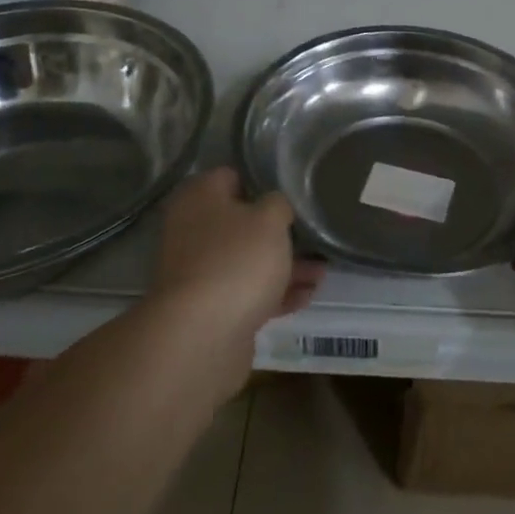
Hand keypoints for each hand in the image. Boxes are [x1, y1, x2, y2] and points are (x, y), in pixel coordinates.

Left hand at [149, 167, 323, 338]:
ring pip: (247, 261)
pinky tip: (307, 296)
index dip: (263, 182)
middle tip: (312, 235)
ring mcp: (200, 272)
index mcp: (199, 198)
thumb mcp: (270, 219)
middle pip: (241, 223)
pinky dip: (275, 293)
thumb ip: (278, 203)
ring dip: (284, 266)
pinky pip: (247, 293)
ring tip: (322, 271)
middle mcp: (193, 231)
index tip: (293, 193)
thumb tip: (273, 206)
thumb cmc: (237, 261)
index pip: (232, 176)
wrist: (201, 337)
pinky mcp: (210, 309)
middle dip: (278, 232)